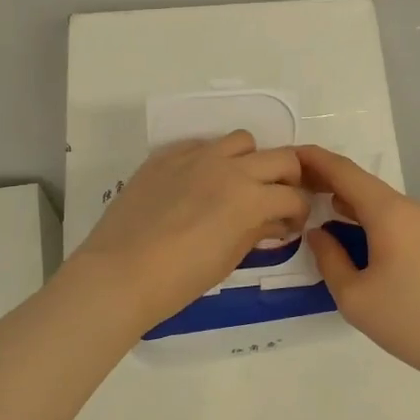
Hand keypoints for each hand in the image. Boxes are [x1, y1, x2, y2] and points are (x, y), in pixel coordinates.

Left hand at [68, 131, 309, 334]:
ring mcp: (196, 157)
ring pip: (241, 141)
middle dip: (288, 179)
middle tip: (276, 200)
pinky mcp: (166, 156)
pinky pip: (200, 145)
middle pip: (281, 157)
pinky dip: (210, 159)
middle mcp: (230, 168)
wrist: (121, 272)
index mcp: (251, 198)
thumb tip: (273, 221)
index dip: (298, 212)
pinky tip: (197, 184)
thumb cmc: (180, 279)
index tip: (289, 225)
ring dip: (249, 160)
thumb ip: (256, 231)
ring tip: (236, 185)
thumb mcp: (229, 259)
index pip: (294, 196)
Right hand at [299, 146, 419, 377]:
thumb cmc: (408, 320)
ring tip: (308, 199)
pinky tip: (344, 225)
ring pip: (374, 198)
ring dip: (343, 196)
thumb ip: (328, 259)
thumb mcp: (353, 296)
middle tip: (288, 181)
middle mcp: (407, 207)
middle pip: (360, 181)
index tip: (284, 154)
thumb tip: (317, 233)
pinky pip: (387, 215)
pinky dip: (360, 213)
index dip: (313, 159)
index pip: (343, 171)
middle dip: (324, 177)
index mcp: (387, 212)